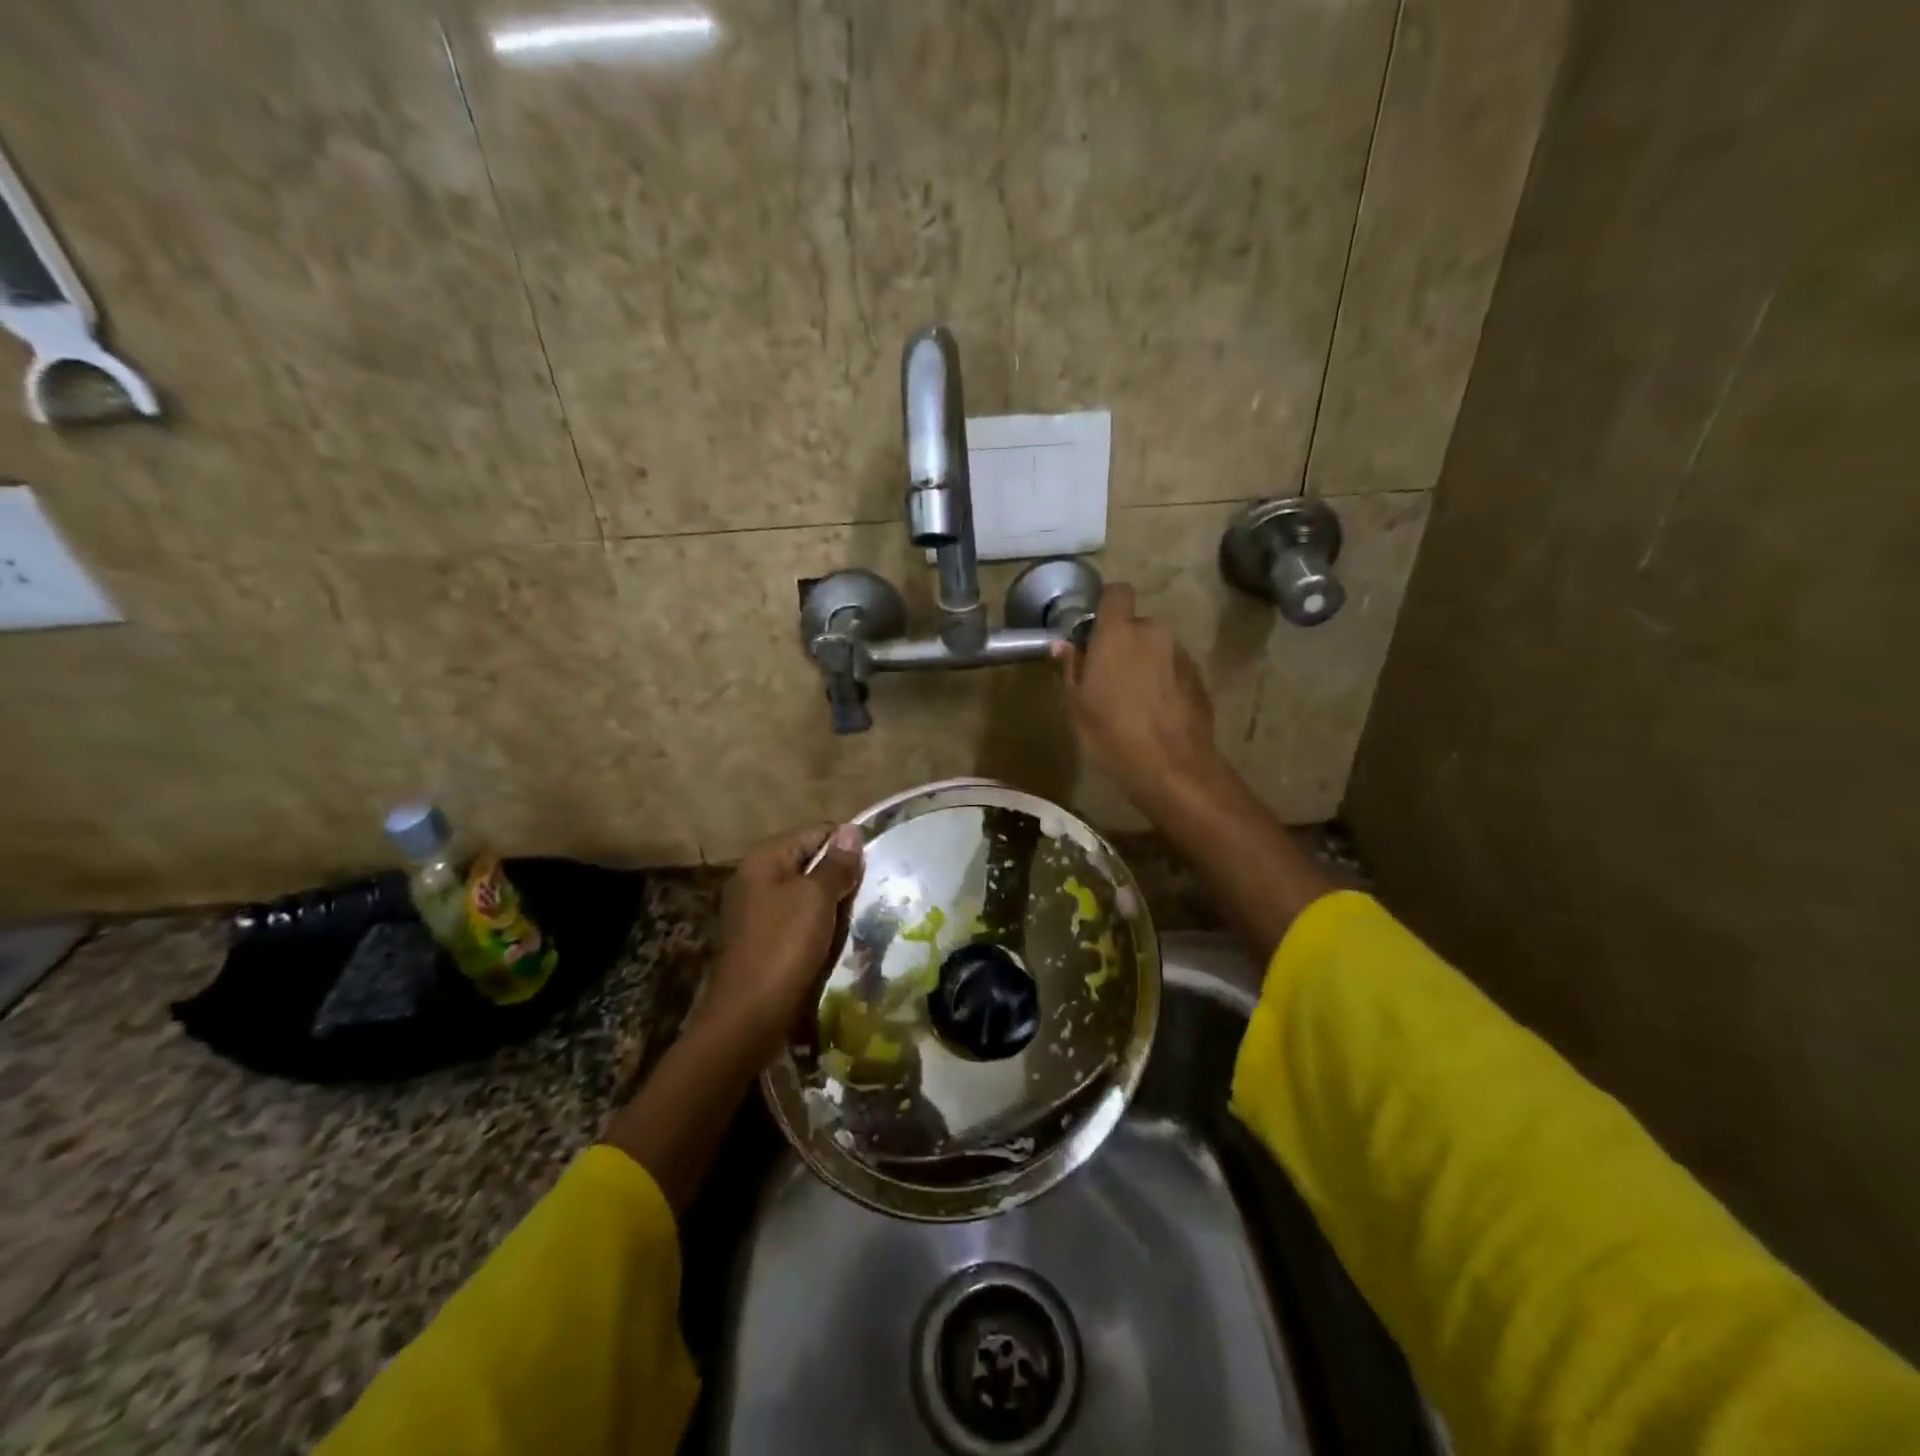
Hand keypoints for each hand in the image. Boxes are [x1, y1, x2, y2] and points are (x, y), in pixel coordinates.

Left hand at [699, 823, 864, 1061]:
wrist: (748, 1016)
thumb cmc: (784, 947)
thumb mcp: (816, 899)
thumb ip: (836, 864)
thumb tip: (852, 829)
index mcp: (765, 859)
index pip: (815, 831)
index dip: (846, 844)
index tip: (874, 865)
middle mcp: (757, 877)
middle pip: (810, 861)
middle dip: (841, 875)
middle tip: (871, 892)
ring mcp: (757, 909)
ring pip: (807, 892)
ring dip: (832, 903)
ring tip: (859, 915)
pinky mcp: (764, 938)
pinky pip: (799, 918)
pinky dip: (819, 924)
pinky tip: (837, 938)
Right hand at [1052, 582, 1222, 812]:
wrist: (1173, 768)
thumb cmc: (1112, 734)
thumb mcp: (1077, 706)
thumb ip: (1072, 668)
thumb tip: (1064, 646)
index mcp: (1119, 634)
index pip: (1116, 593)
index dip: (1106, 606)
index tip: (1095, 631)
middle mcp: (1154, 634)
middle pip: (1136, 625)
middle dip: (1124, 643)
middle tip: (1108, 677)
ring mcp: (1182, 655)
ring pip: (1156, 649)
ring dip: (1145, 664)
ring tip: (1133, 700)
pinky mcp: (1199, 679)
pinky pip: (1174, 670)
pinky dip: (1164, 682)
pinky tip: (1155, 713)